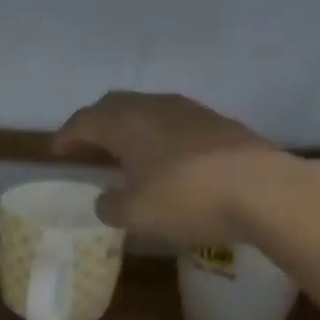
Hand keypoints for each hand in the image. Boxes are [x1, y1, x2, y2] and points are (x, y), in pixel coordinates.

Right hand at [52, 91, 280, 245]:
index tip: (56, 150)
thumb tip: (106, 200)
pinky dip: (159, 137)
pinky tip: (166, 158)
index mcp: (126, 122)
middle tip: (87, 143)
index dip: (67, 135)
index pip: (85, 120)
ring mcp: (191, 112)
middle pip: (116, 105)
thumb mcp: (135, 214)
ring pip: (148, 110)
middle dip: (97, 122)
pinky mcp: (220, 125)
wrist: (263, 189)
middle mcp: (155, 107)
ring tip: (125, 150)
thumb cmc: (186, 198)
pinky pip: (175, 123)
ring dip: (131, 127)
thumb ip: (111, 206)